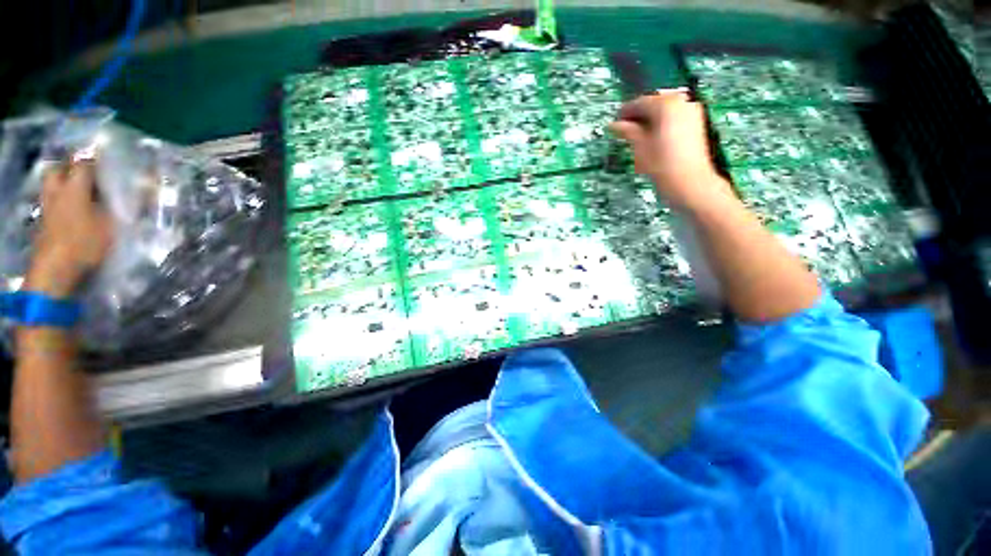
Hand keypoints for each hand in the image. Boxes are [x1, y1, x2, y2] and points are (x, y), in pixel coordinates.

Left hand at [25, 162, 113, 297]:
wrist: (55, 270)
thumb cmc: (85, 244)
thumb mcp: (111, 225)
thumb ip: (122, 205)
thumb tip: (141, 190)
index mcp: (74, 187)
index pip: (84, 163)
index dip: (96, 161)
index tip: (110, 163)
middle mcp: (57, 191)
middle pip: (59, 169)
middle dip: (71, 168)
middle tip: (88, 174)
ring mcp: (47, 207)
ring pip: (52, 185)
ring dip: (63, 183)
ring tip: (81, 192)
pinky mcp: (43, 221)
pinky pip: (51, 201)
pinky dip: (60, 200)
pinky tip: (72, 210)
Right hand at [610, 90, 733, 210]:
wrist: (689, 182)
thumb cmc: (661, 164)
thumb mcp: (639, 146)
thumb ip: (627, 131)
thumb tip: (613, 125)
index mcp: (665, 104)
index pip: (641, 102)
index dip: (626, 112)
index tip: (615, 122)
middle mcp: (681, 102)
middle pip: (655, 102)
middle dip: (639, 114)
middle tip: (625, 128)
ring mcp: (692, 111)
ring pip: (666, 109)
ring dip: (651, 118)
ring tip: (638, 134)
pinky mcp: (697, 123)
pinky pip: (675, 116)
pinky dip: (663, 123)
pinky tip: (653, 136)